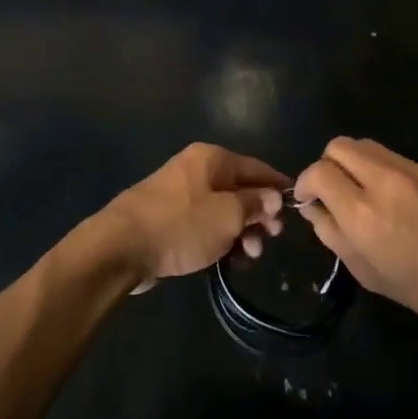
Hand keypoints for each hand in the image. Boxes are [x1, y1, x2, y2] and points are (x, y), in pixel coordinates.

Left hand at [87, 143, 287, 290]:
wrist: (121, 246)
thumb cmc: (182, 224)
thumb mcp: (229, 215)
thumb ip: (255, 203)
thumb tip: (273, 196)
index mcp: (212, 158)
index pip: (256, 167)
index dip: (278, 186)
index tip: (296, 208)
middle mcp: (196, 169)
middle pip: (239, 188)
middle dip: (259, 214)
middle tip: (271, 238)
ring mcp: (179, 193)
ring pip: (222, 209)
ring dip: (241, 231)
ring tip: (249, 256)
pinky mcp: (168, 218)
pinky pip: (203, 224)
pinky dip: (219, 238)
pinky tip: (228, 259)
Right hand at [293, 138, 417, 336]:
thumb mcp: (367, 273)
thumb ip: (332, 234)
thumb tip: (314, 207)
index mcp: (362, 213)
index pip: (318, 171)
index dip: (306, 183)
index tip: (310, 200)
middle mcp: (383, 181)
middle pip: (338, 146)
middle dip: (327, 165)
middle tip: (334, 192)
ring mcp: (411, 170)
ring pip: (365, 145)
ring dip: (353, 163)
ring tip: (362, 193)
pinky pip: (392, 157)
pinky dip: (379, 169)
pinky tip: (394, 199)